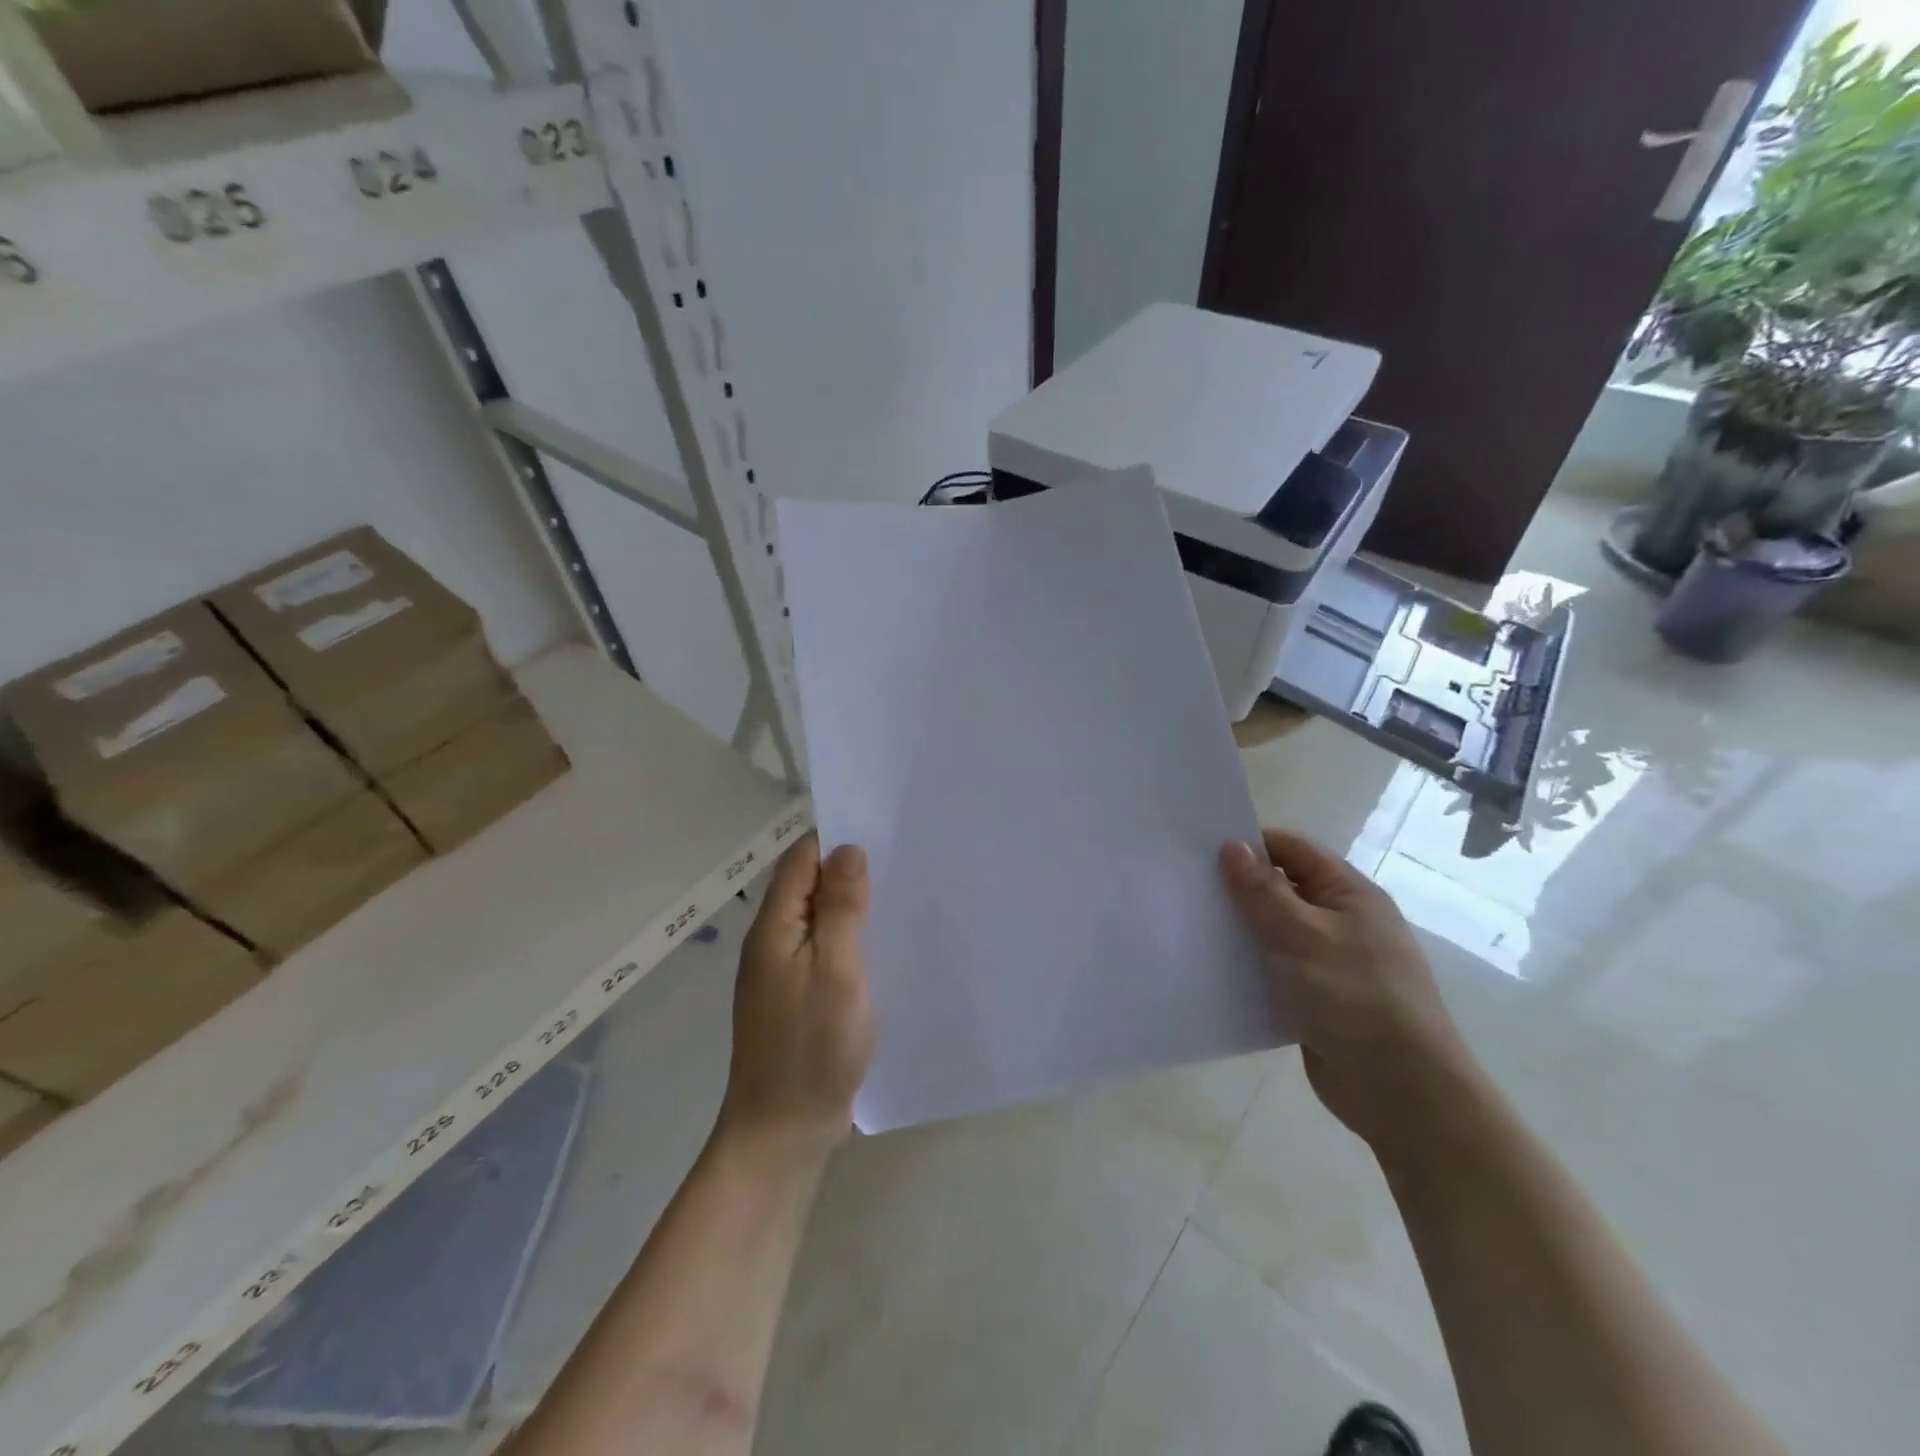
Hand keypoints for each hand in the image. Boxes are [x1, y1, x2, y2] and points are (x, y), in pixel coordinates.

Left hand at [718, 835, 875, 1160]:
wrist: (783, 1132)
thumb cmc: (812, 1046)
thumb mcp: (835, 969)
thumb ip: (841, 907)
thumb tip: (848, 849)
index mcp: (774, 928)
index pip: (802, 861)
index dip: (837, 844)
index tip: (884, 835)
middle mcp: (774, 943)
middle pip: (810, 889)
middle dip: (851, 874)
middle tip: (904, 864)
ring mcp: (785, 974)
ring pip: (821, 922)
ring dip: (854, 909)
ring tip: (903, 898)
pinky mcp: (800, 1000)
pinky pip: (826, 954)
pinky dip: (852, 942)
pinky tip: (884, 948)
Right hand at [1219, 829, 1477, 1153]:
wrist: (1401, 1089)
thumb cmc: (1355, 996)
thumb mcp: (1303, 934)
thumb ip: (1262, 890)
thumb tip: (1231, 846)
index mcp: (1348, 894)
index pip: (1293, 850)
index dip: (1251, 844)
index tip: (1201, 850)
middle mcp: (1340, 922)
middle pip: (1280, 889)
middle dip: (1238, 888)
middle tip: (1186, 887)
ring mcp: (1328, 962)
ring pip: (1273, 932)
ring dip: (1239, 930)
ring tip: (1189, 926)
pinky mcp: (1315, 999)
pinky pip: (1274, 971)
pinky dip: (1247, 968)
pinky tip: (1211, 970)